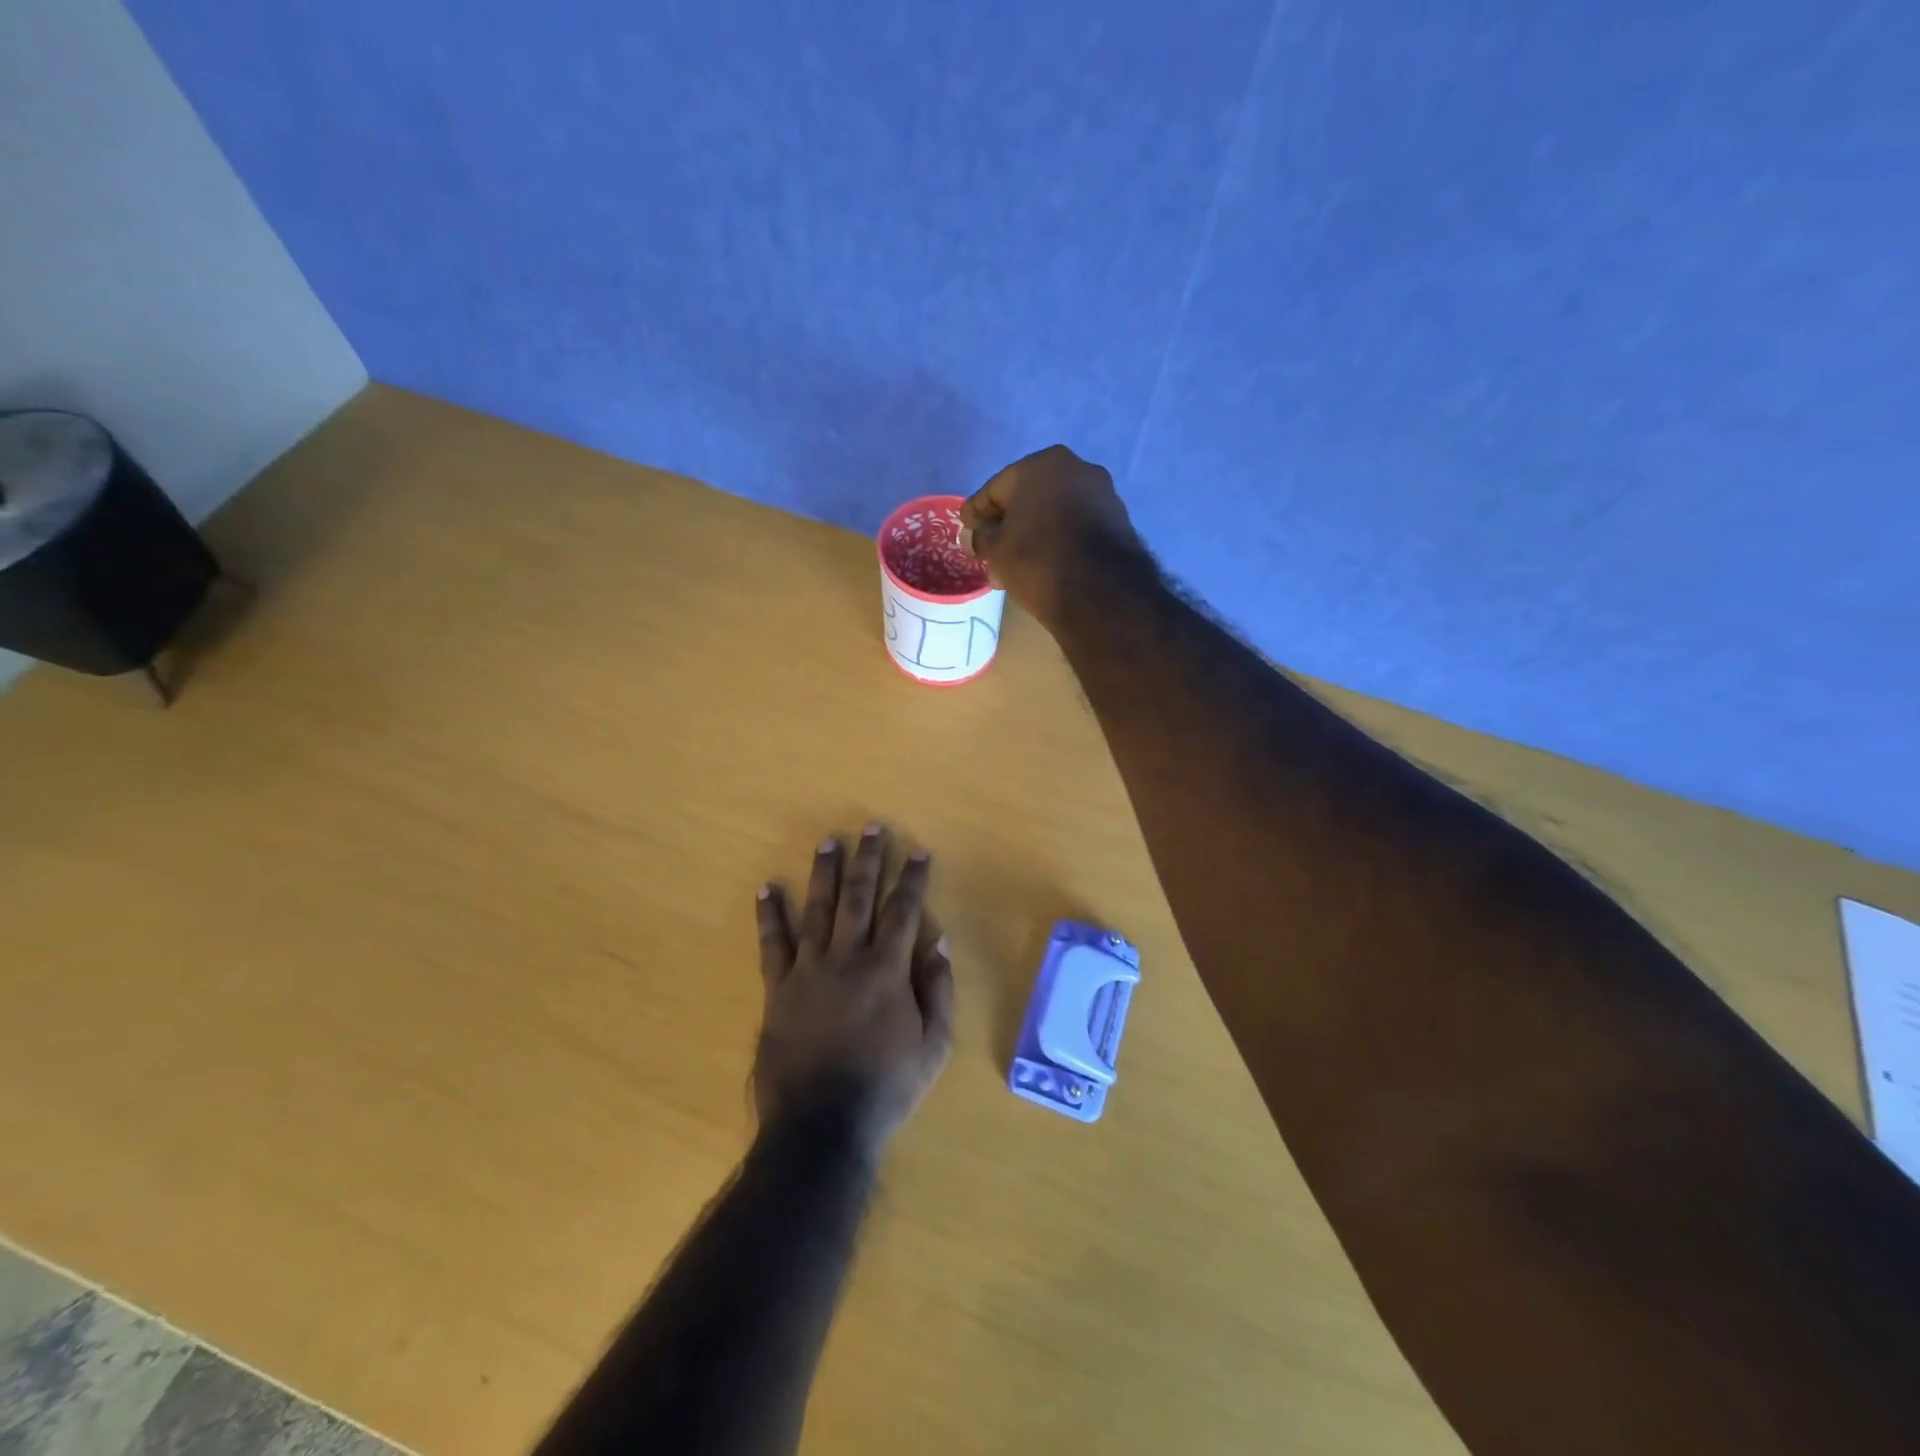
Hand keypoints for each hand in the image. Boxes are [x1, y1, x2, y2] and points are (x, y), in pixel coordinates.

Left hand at [753, 825, 954, 1157]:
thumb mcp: (933, 1048)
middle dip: (868, 859)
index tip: (918, 850)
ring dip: (824, 872)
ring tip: (828, 840)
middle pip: (859, 897)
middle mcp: (847, 959)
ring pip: (817, 909)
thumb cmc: (886, 1088)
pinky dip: (769, 915)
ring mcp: (808, 971)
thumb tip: (938, 942)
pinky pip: (772, 945)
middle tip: (871, 827)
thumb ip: (938, 991)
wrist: (821, 1127)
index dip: (912, 878)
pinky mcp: (778, 989)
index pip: (904, 911)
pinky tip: (767, 888)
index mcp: (887, 971)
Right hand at [961, 445, 1146, 628]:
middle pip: (1027, 499)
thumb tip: (974, 535)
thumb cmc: (1036, 560)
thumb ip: (981, 536)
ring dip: (1033, 535)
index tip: (965, 531)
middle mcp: (1075, 468)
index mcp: (1040, 464)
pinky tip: (1046, 565)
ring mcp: (1102, 493)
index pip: (996, 489)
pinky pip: (1076, 527)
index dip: (976, 513)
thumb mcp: (996, 550)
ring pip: (1053, 514)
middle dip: (1007, 527)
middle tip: (990, 555)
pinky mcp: (1118, 520)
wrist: (1100, 592)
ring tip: (1016, 568)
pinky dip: (1058, 541)